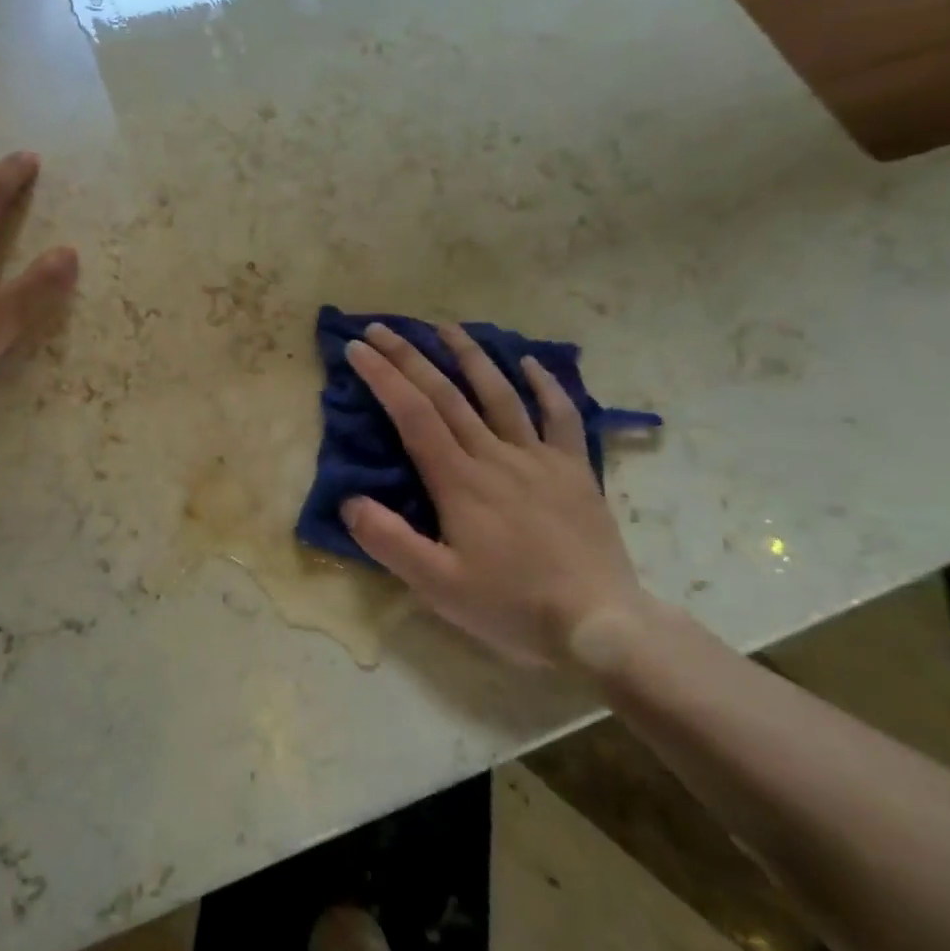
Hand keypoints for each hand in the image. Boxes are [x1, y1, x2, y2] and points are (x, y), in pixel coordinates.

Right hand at [341, 322, 648, 668]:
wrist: (600, 624)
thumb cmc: (512, 606)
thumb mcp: (437, 586)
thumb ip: (389, 542)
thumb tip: (349, 502)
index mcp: (459, 482)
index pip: (412, 415)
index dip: (383, 377)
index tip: (357, 349)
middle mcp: (495, 457)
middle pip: (446, 394)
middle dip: (409, 356)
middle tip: (380, 327)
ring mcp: (539, 459)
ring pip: (499, 394)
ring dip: (470, 355)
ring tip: (445, 326)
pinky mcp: (575, 470)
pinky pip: (561, 416)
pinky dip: (545, 385)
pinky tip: (530, 363)